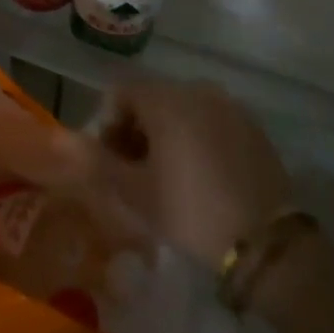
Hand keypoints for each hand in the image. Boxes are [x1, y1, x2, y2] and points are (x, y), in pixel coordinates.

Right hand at [92, 81, 292, 271]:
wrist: (265, 242)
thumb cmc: (190, 211)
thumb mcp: (134, 192)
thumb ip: (97, 161)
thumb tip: (68, 143)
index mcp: (166, 99)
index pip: (120, 93)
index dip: (107, 124)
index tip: (109, 162)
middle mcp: (198, 90)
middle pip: (152, 98)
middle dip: (135, 130)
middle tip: (134, 172)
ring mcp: (230, 106)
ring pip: (183, 110)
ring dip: (166, 134)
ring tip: (166, 177)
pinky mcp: (254, 127)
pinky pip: (211, 121)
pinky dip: (196, 139)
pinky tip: (200, 177)